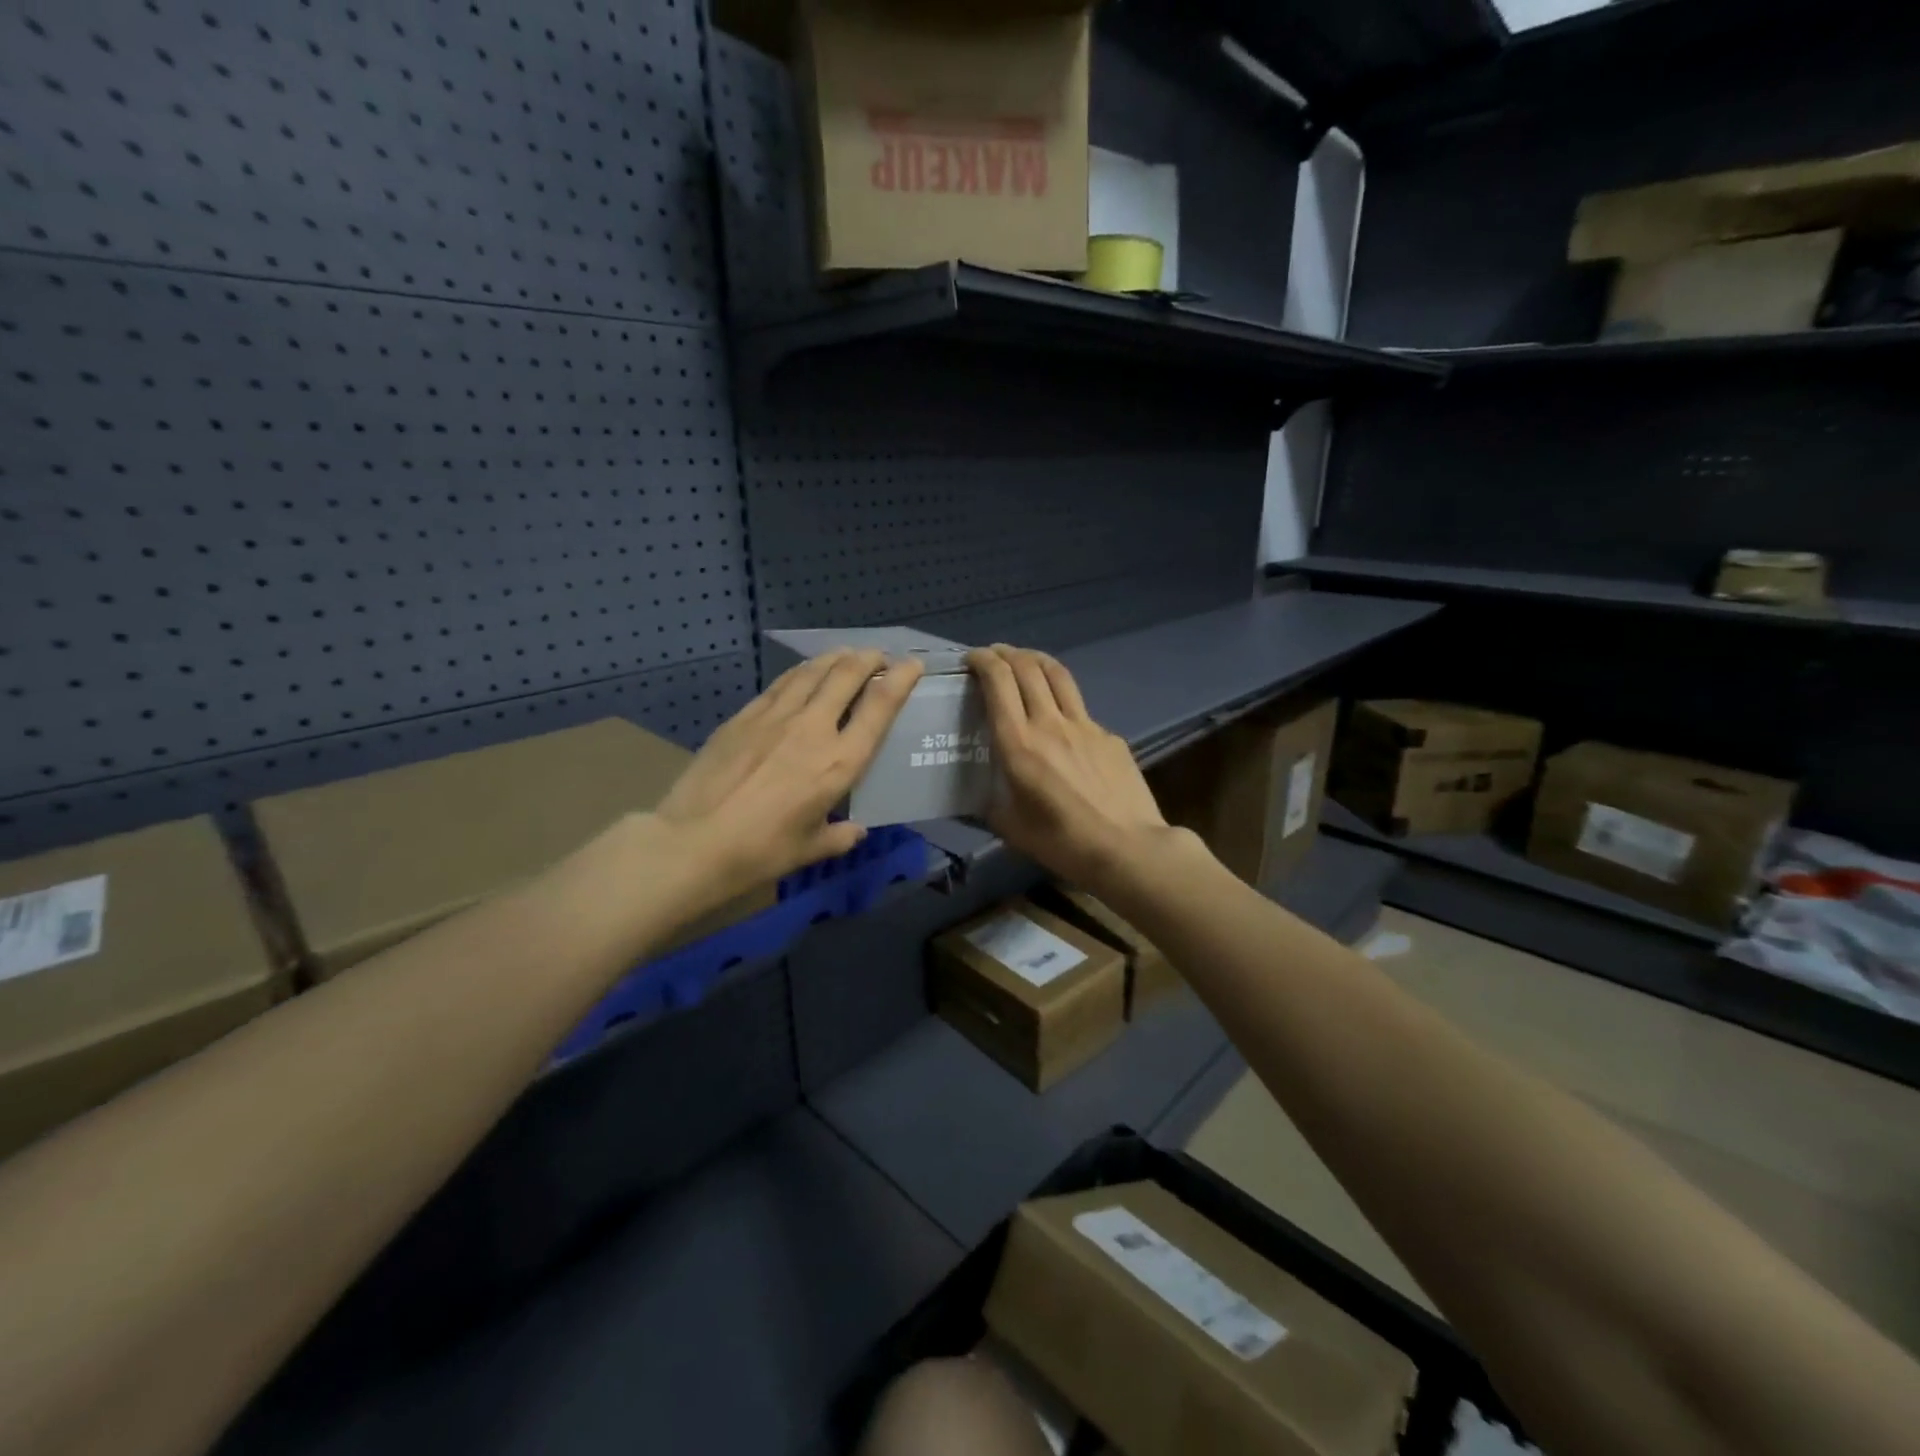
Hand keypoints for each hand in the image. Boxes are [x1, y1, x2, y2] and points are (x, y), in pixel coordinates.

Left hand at [655, 649, 924, 901]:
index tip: (912, 665)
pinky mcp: (744, 715)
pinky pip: (781, 683)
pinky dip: (801, 672)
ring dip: (836, 658)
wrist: (693, 842)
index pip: (880, 706)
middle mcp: (813, 728)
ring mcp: (775, 716)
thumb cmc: (761, 852)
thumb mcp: (810, 849)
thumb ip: (839, 836)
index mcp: (839, 762)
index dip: (901, 678)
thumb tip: (855, 830)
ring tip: (846, 655)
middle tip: (878, 657)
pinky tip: (803, 674)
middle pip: (847, 674)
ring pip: (813, 670)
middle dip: (869, 658)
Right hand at [967, 645, 1175, 891]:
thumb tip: (980, 794)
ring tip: (1024, 661)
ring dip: (1035, 660)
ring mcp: (1085, 725)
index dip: (983, 661)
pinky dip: (1062, 700)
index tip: (972, 659)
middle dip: (1006, 653)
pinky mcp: (1109, 735)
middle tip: (993, 656)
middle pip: (1027, 667)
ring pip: (1058, 675)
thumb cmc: (1063, 843)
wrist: (1128, 848)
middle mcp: (1050, 723)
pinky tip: (1061, 720)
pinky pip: (1080, 708)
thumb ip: (990, 803)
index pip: (998, 682)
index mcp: (1019, 744)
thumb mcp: (1011, 828)